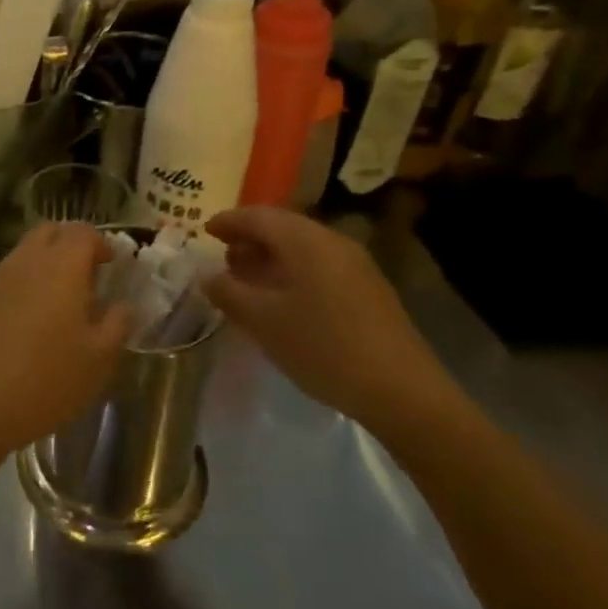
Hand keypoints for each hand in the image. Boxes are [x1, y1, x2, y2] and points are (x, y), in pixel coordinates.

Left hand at [0, 223, 129, 469]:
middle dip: (70, 243)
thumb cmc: (47, 380)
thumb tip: (122, 305)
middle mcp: (26, 262)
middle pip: (49, 232)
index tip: (111, 265)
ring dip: (45, 263)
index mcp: (61, 267)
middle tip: (87, 275)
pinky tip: (29, 320)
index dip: (100, 242)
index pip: (82, 232)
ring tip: (60, 301)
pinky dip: (23, 283)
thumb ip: (117, 324)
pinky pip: (6, 276)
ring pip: (24, 252)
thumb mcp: (98, 359)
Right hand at [201, 207, 452, 430]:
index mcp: (305, 241)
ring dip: (270, 256)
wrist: (402, 392)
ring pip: (302, 248)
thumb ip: (228, 293)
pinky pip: (319, 266)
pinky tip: (281, 299)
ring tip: (246, 279)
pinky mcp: (368, 290)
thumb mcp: (263, 321)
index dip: (229, 221)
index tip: (205, 231)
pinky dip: (292, 272)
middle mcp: (332, 242)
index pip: (258, 217)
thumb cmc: (322, 347)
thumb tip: (208, 276)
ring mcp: (355, 266)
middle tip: (223, 256)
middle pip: (283, 227)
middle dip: (250, 238)